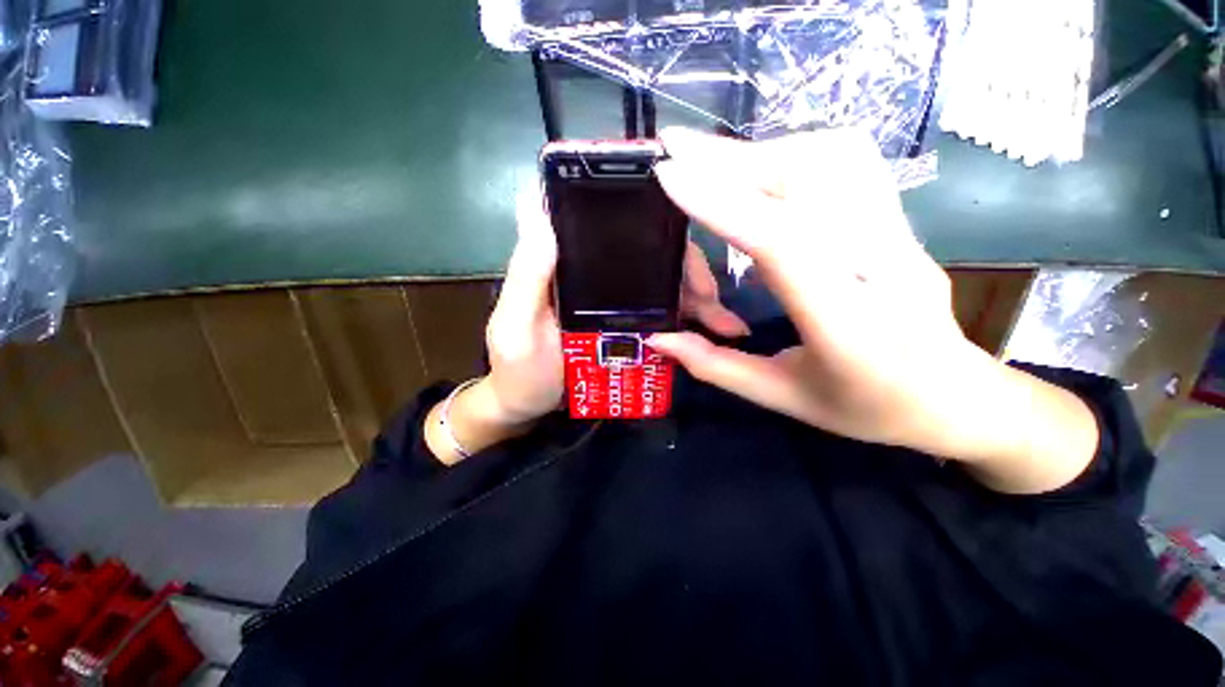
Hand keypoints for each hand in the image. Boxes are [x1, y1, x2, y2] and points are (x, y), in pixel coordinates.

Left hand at [424, 185, 749, 464]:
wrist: (529, 409)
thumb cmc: (518, 370)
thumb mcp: (517, 325)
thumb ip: (527, 276)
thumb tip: (540, 208)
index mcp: (567, 264)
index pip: (612, 227)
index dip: (649, 226)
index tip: (682, 244)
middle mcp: (595, 275)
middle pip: (648, 257)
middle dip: (685, 270)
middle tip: (711, 296)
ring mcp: (613, 302)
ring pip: (660, 285)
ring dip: (693, 297)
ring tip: (723, 321)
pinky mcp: (624, 326)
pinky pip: (660, 314)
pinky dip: (685, 319)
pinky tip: (710, 331)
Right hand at [648, 128, 1096, 492]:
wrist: (956, 396)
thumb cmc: (867, 407)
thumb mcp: (781, 396)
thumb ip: (714, 366)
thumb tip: (658, 337)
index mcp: (845, 325)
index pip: (779, 242)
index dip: (721, 204)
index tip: (670, 176)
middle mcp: (878, 266)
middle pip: (804, 183)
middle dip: (729, 160)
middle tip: (674, 148)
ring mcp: (897, 234)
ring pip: (830, 159)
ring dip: (760, 151)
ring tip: (710, 159)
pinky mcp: (897, 219)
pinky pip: (848, 163)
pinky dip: (793, 151)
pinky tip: (763, 167)